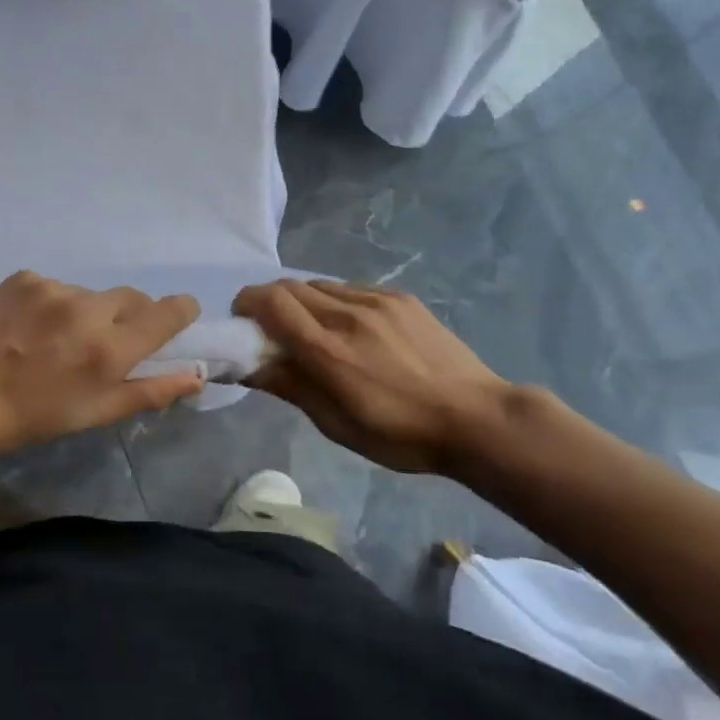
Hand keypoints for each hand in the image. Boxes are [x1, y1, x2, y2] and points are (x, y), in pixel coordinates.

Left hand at [0, 272, 203, 458]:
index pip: (167, 312)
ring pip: (90, 293)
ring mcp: (54, 288)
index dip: (180, 310)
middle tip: (104, 341)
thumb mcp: (94, 414)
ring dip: (85, 311)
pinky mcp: (24, 277)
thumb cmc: (29, 416)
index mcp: (110, 349)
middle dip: (129, 315)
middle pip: (131, 297)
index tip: (178, 315)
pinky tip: (28, 326)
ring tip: (55, 338)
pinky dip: (52, 303)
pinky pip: (54, 286)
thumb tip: (196, 375)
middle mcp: (88, 310)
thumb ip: (149, 391)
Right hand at [234, 280, 511, 474]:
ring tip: (313, 329)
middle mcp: (347, 315)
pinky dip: (335, 301)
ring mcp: (377, 301)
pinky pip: (351, 289)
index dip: (247, 303)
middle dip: (269, 301)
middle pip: (289, 285)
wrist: (477, 418)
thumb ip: (289, 386)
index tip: (242, 321)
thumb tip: (245, 365)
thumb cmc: (400, 435)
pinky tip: (351, 328)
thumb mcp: (336, 424)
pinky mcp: (400, 298)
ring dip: (302, 300)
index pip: (271, 301)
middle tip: (270, 327)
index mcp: (328, 350)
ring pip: (320, 284)